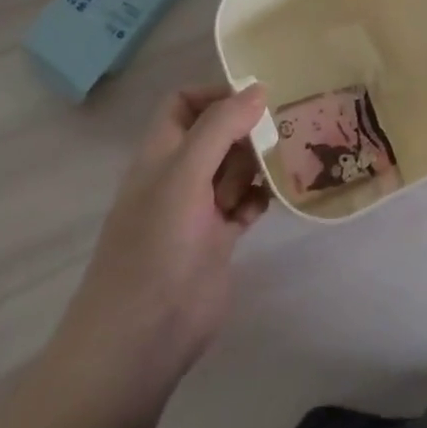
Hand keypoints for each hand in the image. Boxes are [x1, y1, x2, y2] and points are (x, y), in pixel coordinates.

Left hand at [48, 84, 271, 423]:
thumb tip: (258, 89)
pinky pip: (247, 203)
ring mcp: (199, 208)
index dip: (215, 93)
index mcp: (161, 152)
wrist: (141, 339)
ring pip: (235, 167)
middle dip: (246, 128)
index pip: (184, 102)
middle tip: (281, 130)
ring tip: (286, 161)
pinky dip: (262, 196)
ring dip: (258, 162)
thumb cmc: (156, 246)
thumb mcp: (184, 174)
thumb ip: (220, 128)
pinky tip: (278, 196)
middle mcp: (179, 174)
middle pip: (217, 132)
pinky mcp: (219, 239)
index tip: (255, 98)